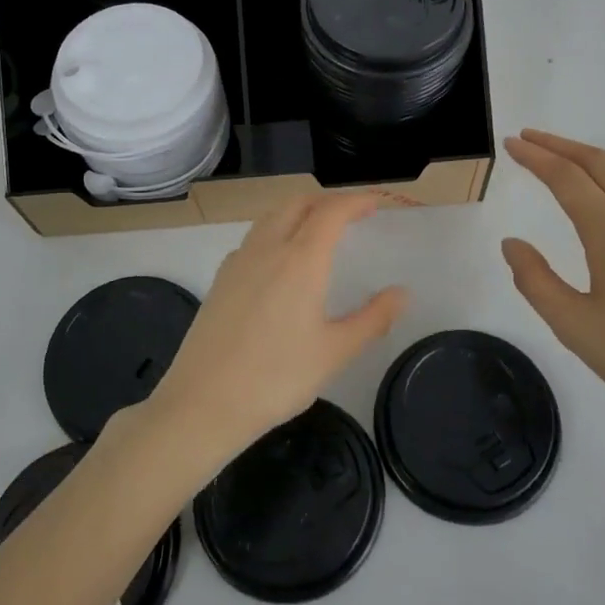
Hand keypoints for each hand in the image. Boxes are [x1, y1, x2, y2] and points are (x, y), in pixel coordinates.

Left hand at [145, 192, 407, 464]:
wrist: (203, 403)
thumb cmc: (276, 378)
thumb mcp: (334, 352)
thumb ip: (372, 319)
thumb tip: (401, 293)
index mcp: (300, 260)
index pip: (331, 211)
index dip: (356, 201)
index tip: (376, 203)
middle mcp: (267, 249)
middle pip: (298, 204)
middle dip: (327, 201)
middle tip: (351, 214)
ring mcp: (238, 261)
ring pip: (272, 217)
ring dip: (299, 212)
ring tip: (319, 231)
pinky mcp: (220, 279)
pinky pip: (254, 238)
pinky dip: (276, 231)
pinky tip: (281, 262)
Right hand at [500, 130, 604, 443]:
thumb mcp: (575, 327)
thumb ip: (536, 281)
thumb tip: (513, 244)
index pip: (567, 178)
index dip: (536, 157)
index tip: (511, 144)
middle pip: (598, 163)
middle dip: (558, 145)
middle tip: (527, 139)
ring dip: (587, 157)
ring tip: (559, 158)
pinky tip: (604, 193)